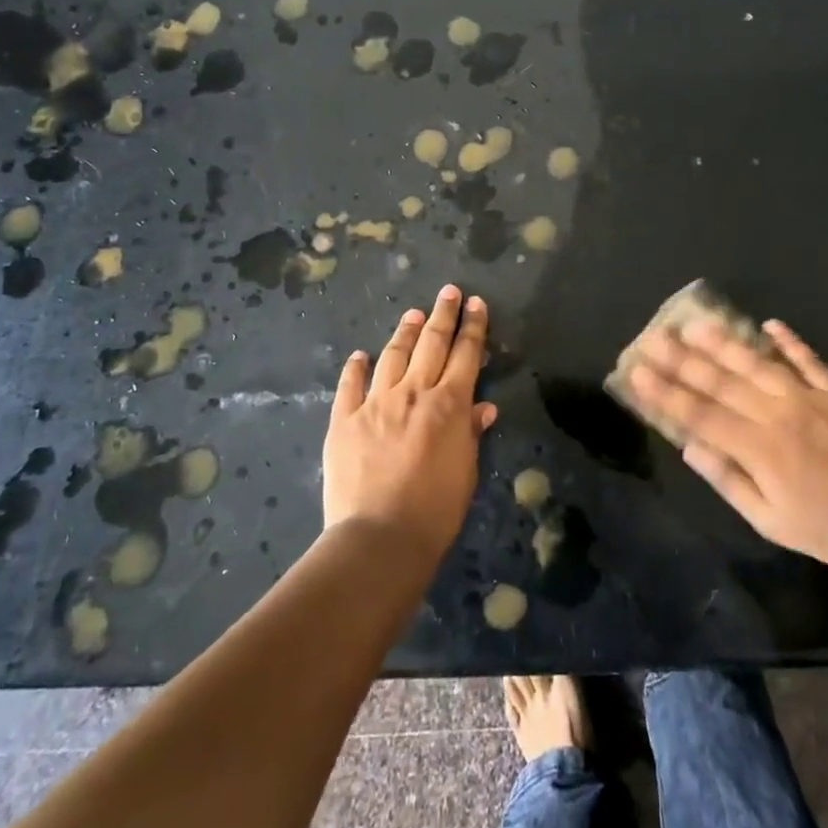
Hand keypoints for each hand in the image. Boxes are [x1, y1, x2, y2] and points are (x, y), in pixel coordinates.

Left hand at [323, 285, 497, 564]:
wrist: (380, 536)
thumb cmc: (435, 510)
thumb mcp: (466, 471)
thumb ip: (471, 433)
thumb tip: (483, 406)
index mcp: (449, 404)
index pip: (466, 354)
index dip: (473, 326)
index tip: (476, 303)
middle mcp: (413, 392)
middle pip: (431, 343)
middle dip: (443, 314)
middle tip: (449, 291)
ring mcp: (375, 403)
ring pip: (393, 356)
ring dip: (405, 332)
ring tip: (413, 314)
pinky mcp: (345, 420)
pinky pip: (350, 385)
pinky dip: (356, 367)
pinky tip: (360, 355)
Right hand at [627, 318, 827, 577]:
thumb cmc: (823, 530)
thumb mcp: (768, 520)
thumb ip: (727, 480)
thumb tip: (688, 446)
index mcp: (759, 448)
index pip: (700, 414)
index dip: (666, 392)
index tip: (637, 372)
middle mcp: (779, 414)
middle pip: (722, 381)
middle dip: (683, 359)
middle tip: (654, 337)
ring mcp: (811, 399)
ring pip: (759, 363)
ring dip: (725, 342)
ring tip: (697, 322)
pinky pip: (809, 361)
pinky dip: (789, 342)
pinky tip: (769, 324)